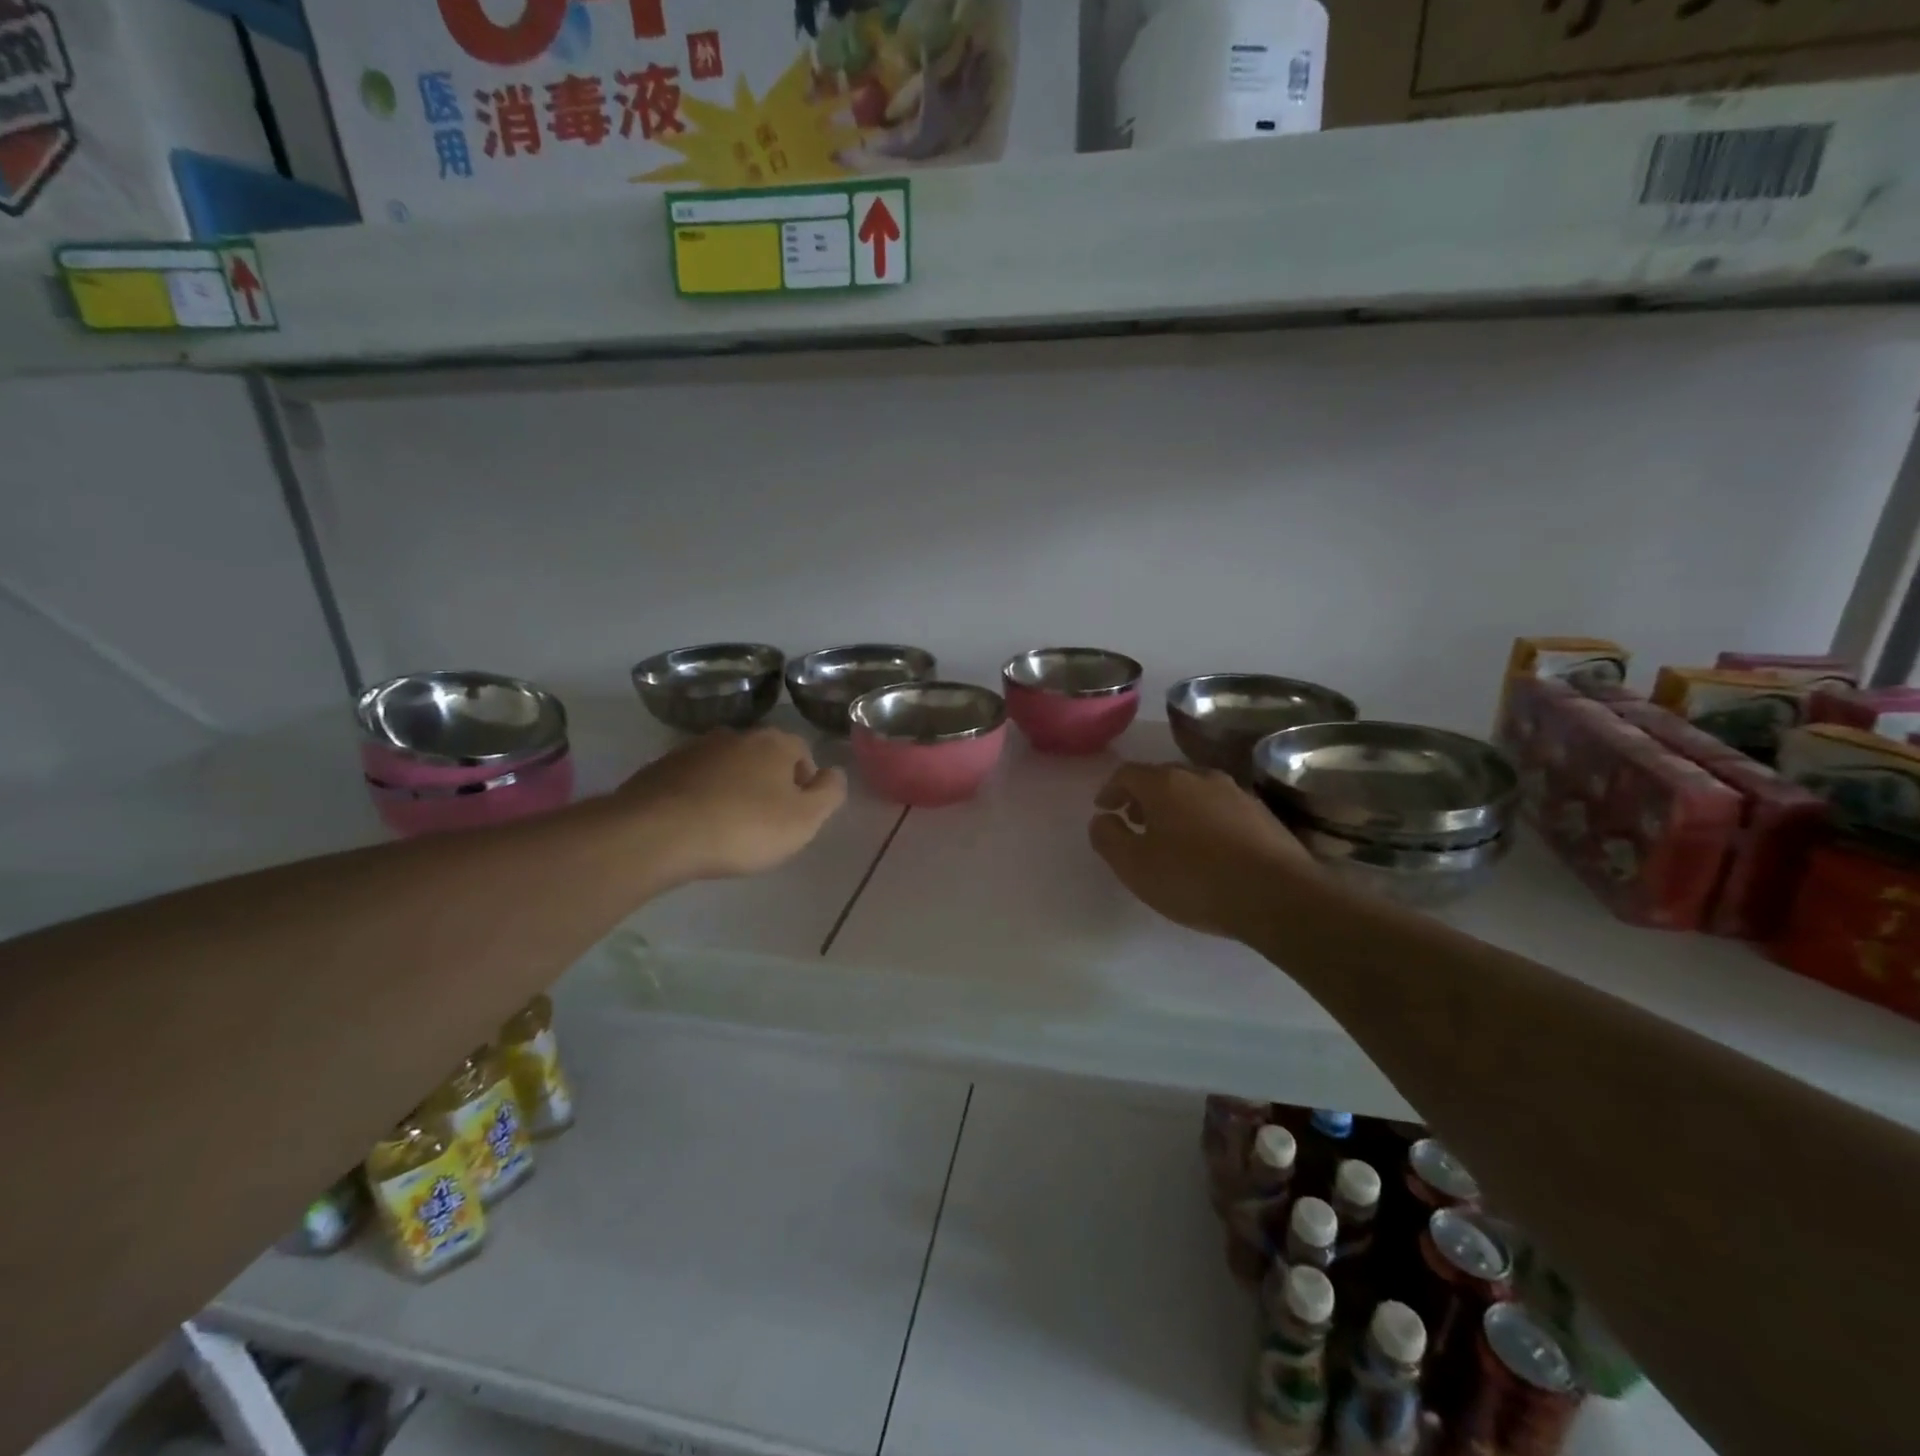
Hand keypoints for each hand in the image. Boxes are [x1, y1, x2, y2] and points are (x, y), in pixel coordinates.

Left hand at [616, 728, 846, 881]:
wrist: (657, 834)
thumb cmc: (743, 828)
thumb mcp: (804, 820)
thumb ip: (829, 793)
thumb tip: (834, 773)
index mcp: (774, 742)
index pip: (803, 752)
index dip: (805, 783)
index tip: (796, 814)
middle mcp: (735, 735)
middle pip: (763, 757)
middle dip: (768, 784)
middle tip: (765, 822)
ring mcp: (694, 749)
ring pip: (727, 767)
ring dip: (732, 789)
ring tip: (727, 826)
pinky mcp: (661, 769)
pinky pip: (693, 781)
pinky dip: (700, 797)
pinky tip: (696, 826)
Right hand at [1088, 763, 1316, 940]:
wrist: (1278, 896)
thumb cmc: (1194, 879)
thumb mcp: (1135, 866)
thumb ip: (1108, 838)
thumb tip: (1101, 819)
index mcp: (1164, 783)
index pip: (1126, 773)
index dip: (1110, 790)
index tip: (1104, 809)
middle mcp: (1200, 777)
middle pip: (1162, 778)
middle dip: (1143, 797)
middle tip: (1134, 821)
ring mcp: (1235, 792)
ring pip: (1194, 791)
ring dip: (1175, 808)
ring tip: (1170, 836)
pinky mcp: (1262, 813)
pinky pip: (1220, 808)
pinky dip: (1204, 819)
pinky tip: (1208, 848)